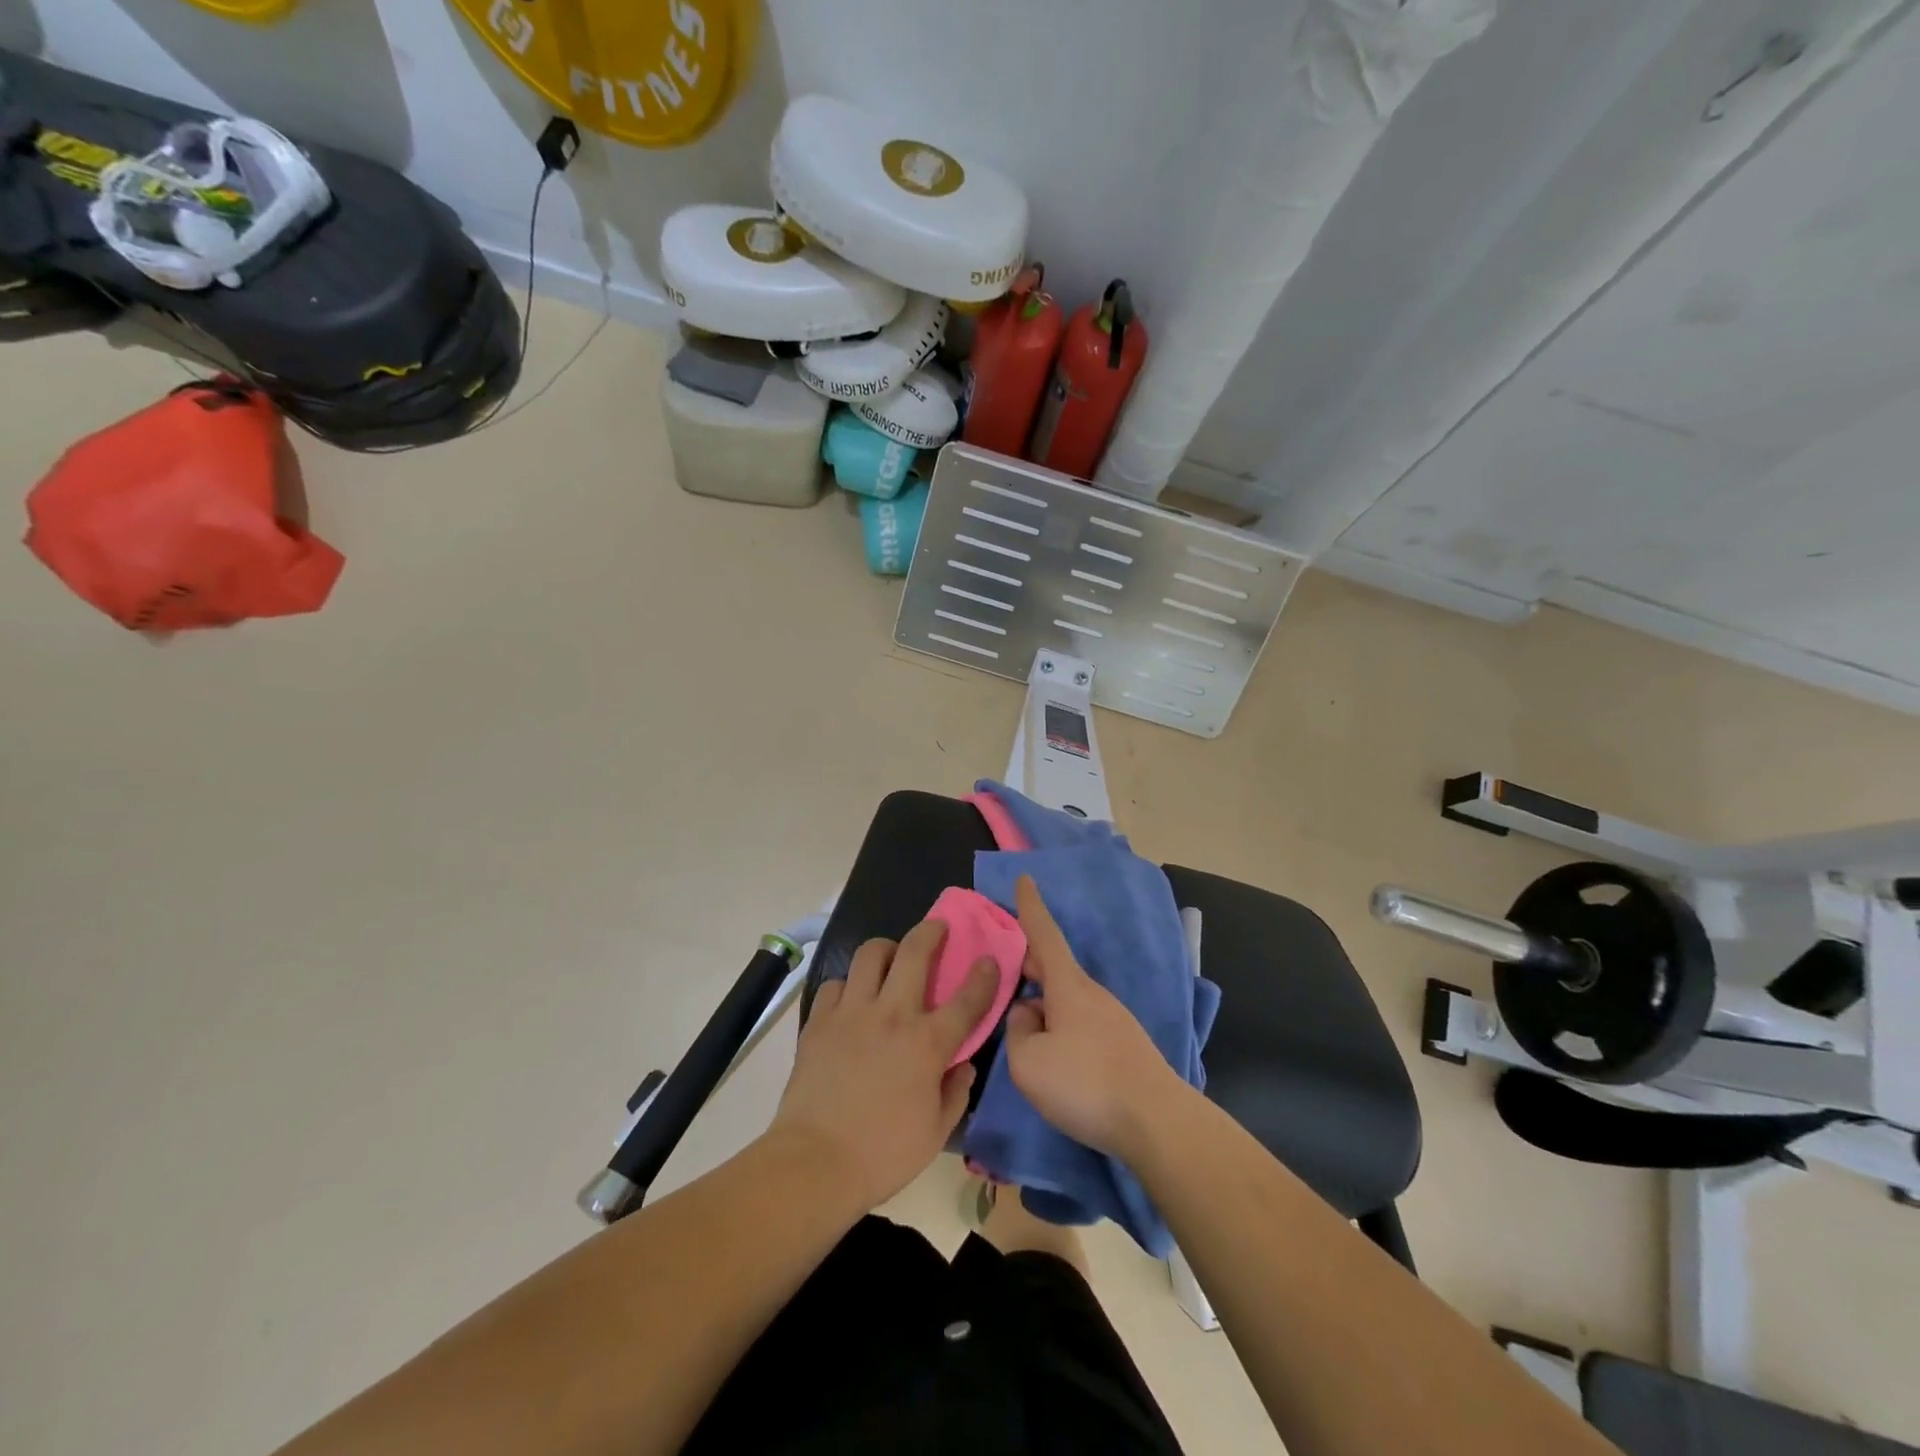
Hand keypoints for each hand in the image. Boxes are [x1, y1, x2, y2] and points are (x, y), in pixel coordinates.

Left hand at [770, 920, 997, 1211]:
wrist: (815, 1162)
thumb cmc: (883, 1154)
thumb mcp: (935, 1133)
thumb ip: (956, 1092)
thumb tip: (963, 1065)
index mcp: (927, 1043)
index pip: (966, 999)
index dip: (983, 976)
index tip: (989, 959)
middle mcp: (892, 1015)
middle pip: (915, 952)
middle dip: (931, 932)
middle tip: (937, 928)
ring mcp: (852, 1013)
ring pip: (870, 954)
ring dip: (886, 949)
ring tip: (890, 958)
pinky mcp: (819, 1021)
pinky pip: (836, 984)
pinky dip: (848, 985)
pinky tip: (851, 1000)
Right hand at [1003, 875, 1188, 1159]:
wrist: (1156, 1122)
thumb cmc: (1085, 1083)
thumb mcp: (1028, 1061)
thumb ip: (1017, 1031)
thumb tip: (1027, 1015)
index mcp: (1069, 986)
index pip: (1044, 934)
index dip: (1031, 907)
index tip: (1026, 877)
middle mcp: (1093, 993)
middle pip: (1055, 969)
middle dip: (1031, 965)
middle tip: (1006, 970)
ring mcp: (1113, 1019)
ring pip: (1068, 1001)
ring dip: (1045, 1006)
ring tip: (1025, 1033)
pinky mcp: (1125, 1046)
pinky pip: (1082, 1024)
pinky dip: (1062, 1029)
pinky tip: (1057, 1061)